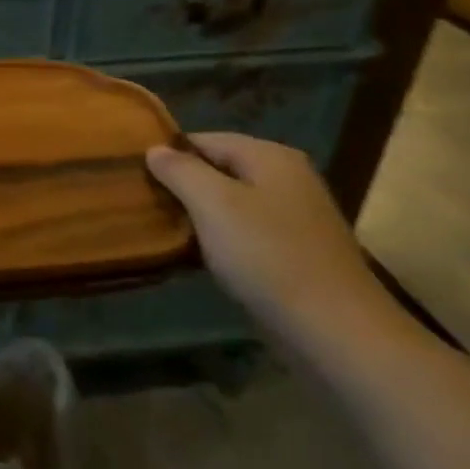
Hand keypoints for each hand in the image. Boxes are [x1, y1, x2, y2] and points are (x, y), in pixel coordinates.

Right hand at [145, 133, 400, 358]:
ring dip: (200, 215)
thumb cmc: (267, 255)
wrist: (333, 329)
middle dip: (183, 185)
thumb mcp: (213, 204)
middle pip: (220, 169)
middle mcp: (287, 178)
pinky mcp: (296, 251)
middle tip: (145, 204)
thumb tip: (155, 149)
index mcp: (270, 156)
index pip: (205, 139)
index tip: (136, 176)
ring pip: (232, 203)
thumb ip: (180, 170)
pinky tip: (199, 257)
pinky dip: (221, 239)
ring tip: (164, 230)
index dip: (169, 154)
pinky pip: (247, 232)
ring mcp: (296, 216)